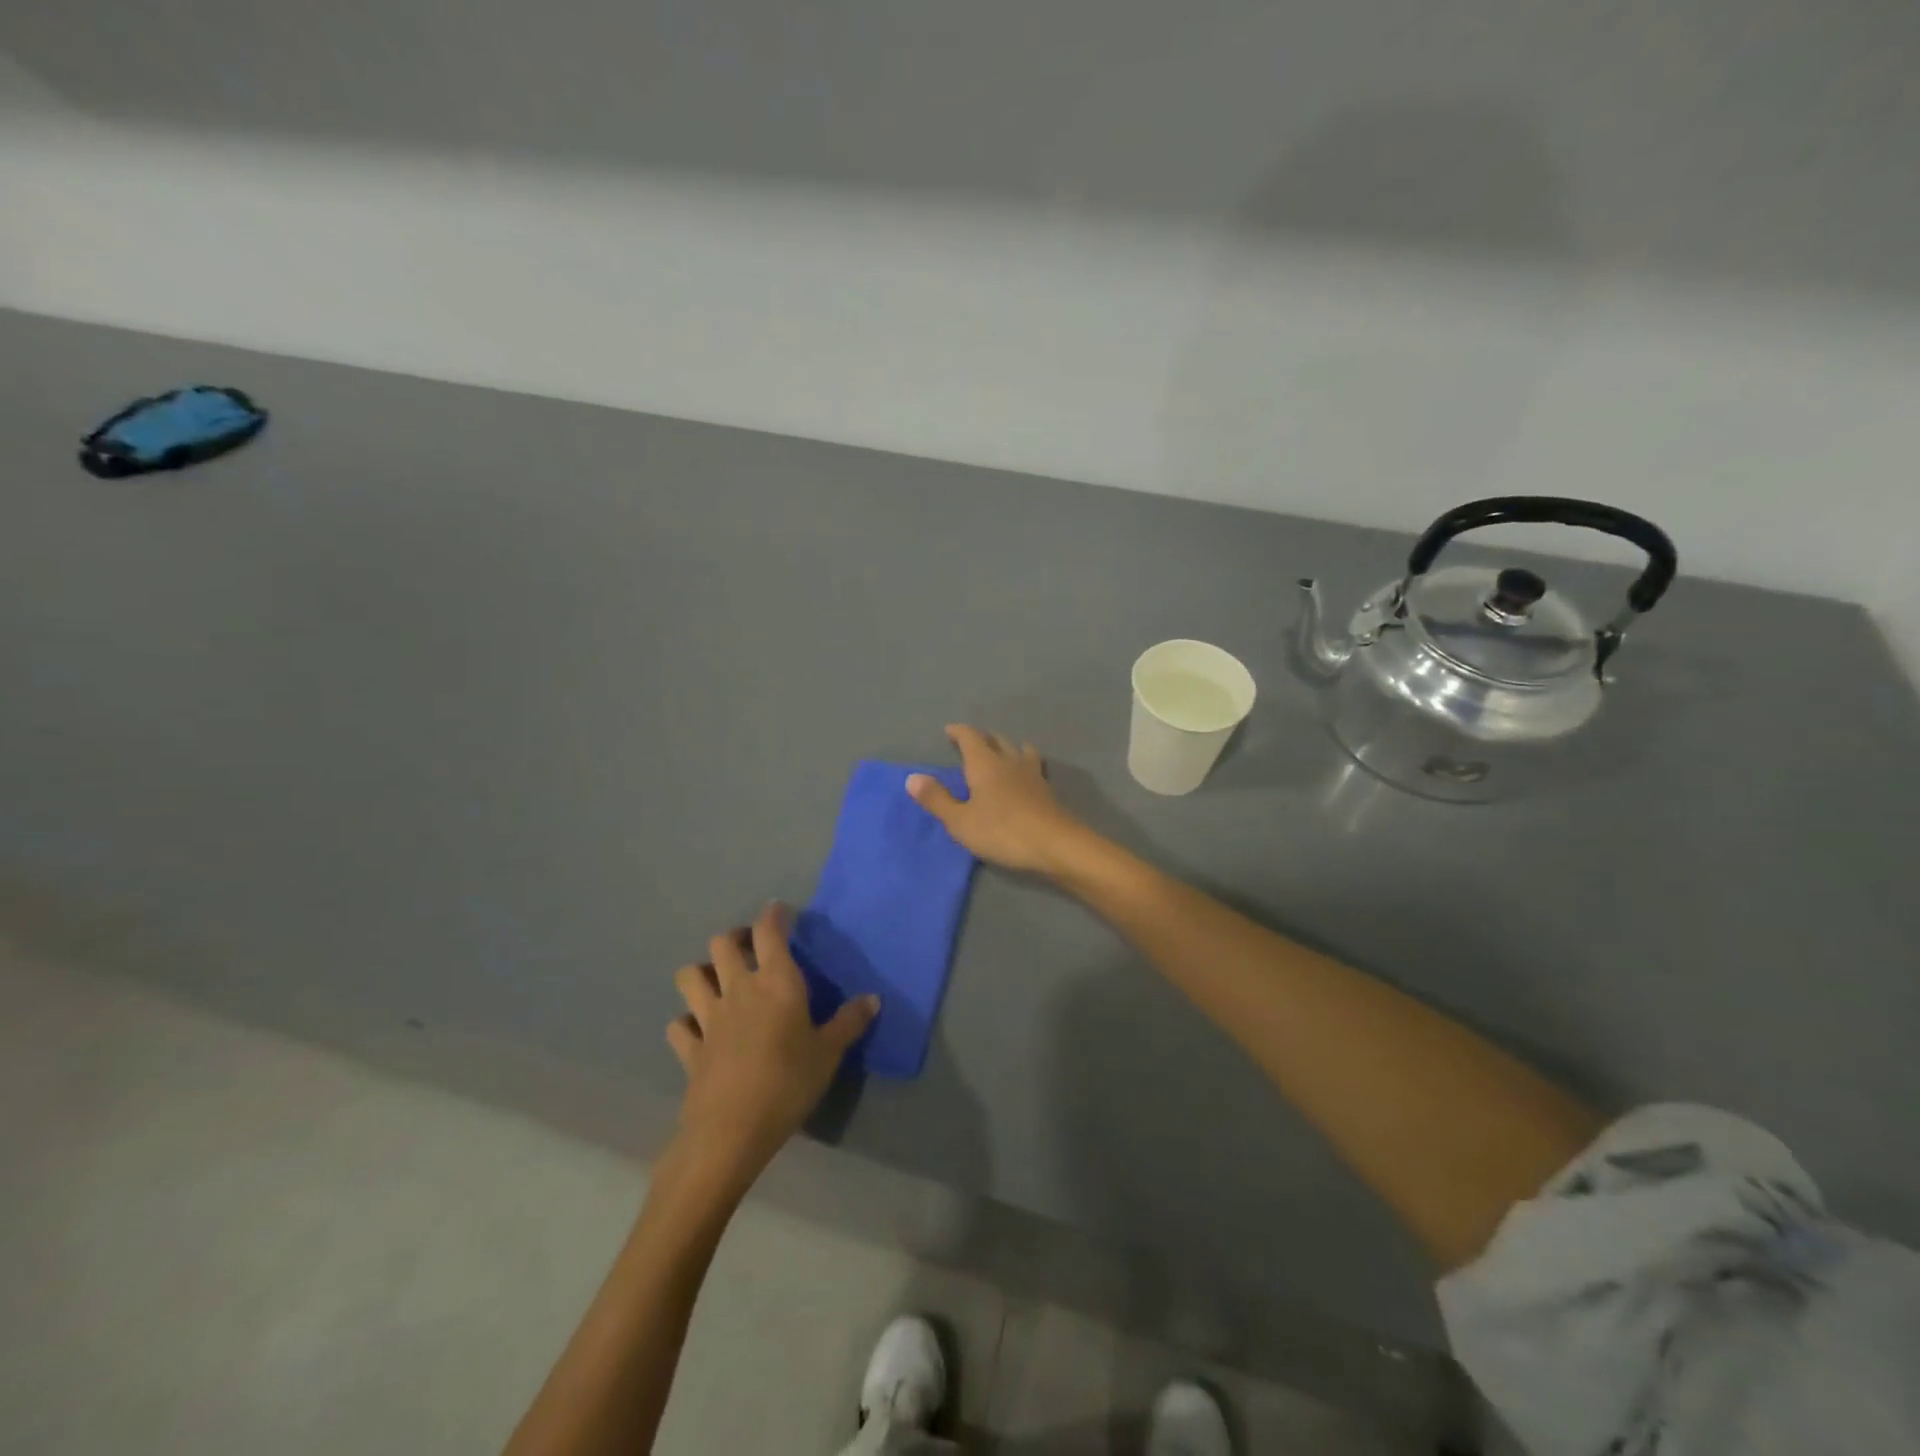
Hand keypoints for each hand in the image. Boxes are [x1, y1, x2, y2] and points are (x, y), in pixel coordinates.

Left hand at [666, 904, 877, 1184]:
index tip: (778, 910)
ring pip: (690, 976)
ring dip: (702, 972)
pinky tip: (698, 1030)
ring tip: (718, 981)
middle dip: (734, 937)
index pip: (769, 932)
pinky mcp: (690, 1048)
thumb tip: (873, 998)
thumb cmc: (788, 1082)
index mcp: (776, 982)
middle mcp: (738, 989)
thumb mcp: (829, 1053)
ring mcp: (708, 1017)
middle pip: (722, 943)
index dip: (773, 915)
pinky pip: (679, 1025)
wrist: (732, 1131)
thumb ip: (850, 1022)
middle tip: (750, 949)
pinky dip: (686, 1023)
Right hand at [906, 724, 1088, 875]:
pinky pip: (1033, 766)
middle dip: (982, 738)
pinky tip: (1025, 775)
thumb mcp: (961, 821)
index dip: (959, 732)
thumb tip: (912, 777)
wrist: (1056, 844)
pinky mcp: (1047, 790)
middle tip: (971, 742)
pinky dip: (1024, 763)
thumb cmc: (1002, 831)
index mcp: (985, 764)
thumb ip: (937, 799)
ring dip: (1007, 747)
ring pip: (1019, 750)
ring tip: (1001, 753)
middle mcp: (1009, 761)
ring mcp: (1032, 774)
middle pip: (996, 740)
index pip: (970, 737)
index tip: (950, 730)